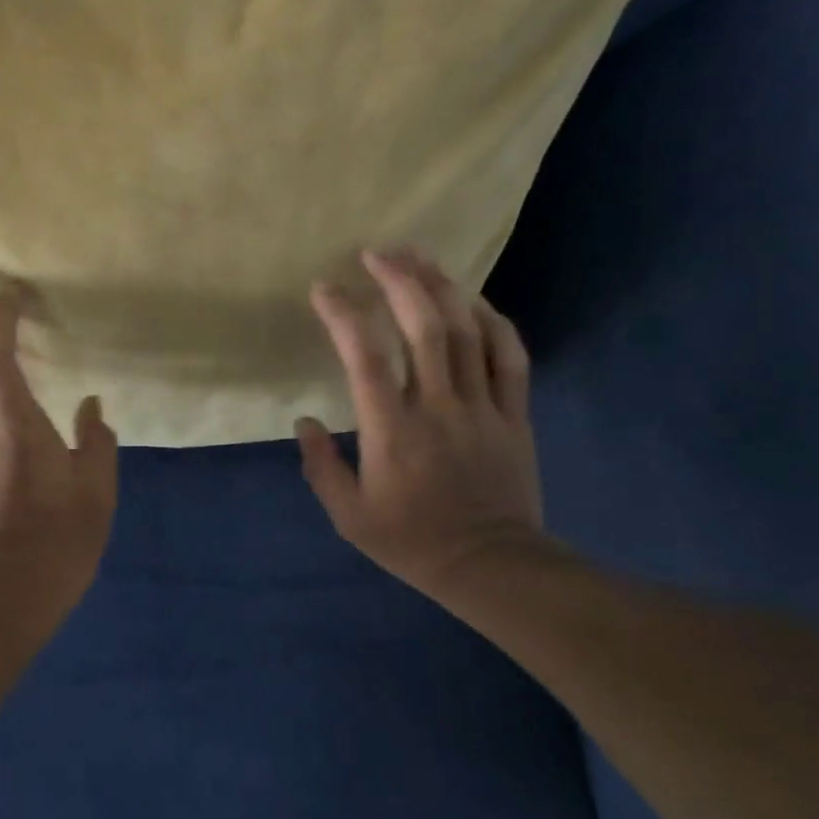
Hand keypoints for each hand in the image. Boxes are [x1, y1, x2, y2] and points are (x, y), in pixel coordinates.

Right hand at [297, 248, 546, 607]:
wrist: (491, 566)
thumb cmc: (412, 542)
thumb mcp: (350, 516)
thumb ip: (321, 467)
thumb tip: (303, 421)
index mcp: (393, 431)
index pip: (365, 357)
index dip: (342, 315)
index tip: (323, 288)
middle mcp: (438, 407)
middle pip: (424, 327)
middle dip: (400, 280)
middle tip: (377, 252)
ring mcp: (482, 406)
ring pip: (467, 331)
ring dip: (442, 287)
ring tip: (419, 257)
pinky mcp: (514, 413)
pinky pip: (509, 355)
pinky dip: (493, 321)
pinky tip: (473, 300)